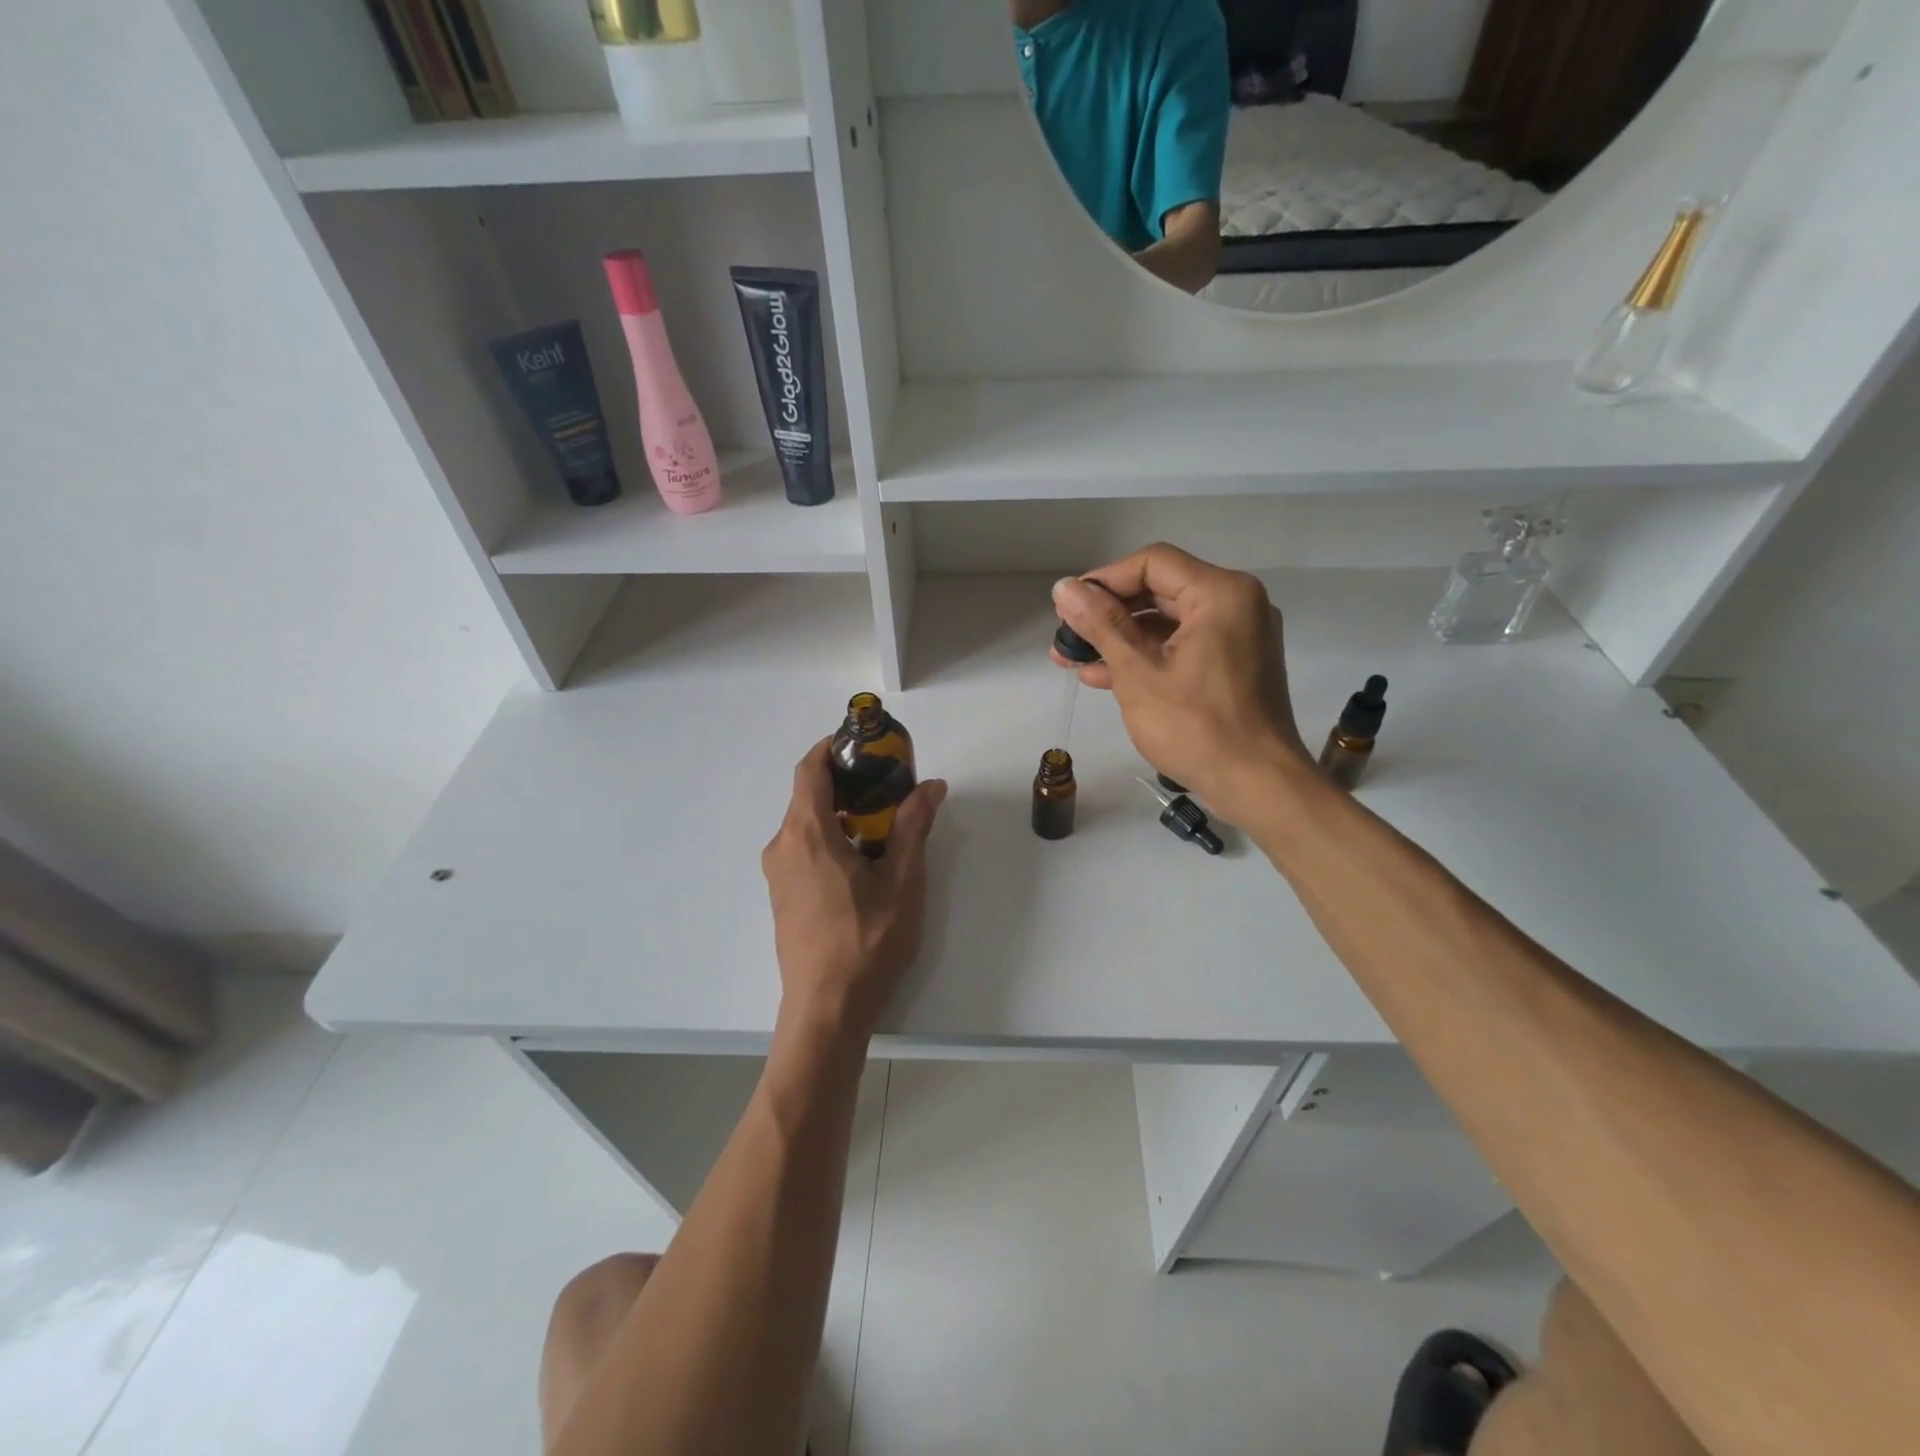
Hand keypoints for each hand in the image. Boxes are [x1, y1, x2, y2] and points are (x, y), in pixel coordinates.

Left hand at [761, 740, 947, 1042]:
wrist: (825, 1010)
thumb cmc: (865, 942)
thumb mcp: (901, 882)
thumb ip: (913, 827)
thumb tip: (930, 786)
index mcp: (807, 834)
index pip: (809, 769)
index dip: (833, 747)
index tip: (865, 743)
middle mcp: (783, 846)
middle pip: (808, 794)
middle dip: (846, 780)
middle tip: (889, 783)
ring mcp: (778, 874)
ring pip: (806, 823)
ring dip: (840, 811)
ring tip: (883, 821)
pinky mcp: (782, 895)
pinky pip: (802, 848)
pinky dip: (830, 836)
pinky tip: (862, 858)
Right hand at [1050, 544, 1308, 813]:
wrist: (1257, 785)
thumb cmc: (1196, 726)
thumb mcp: (1138, 672)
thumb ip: (1101, 625)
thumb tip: (1064, 587)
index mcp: (1221, 594)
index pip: (1152, 564)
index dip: (1104, 580)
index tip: (1067, 605)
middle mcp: (1236, 605)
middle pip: (1160, 591)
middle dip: (1108, 614)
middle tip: (1066, 633)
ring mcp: (1238, 637)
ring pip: (1168, 623)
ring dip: (1120, 639)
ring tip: (1071, 658)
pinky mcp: (1233, 667)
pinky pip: (1182, 648)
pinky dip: (1146, 658)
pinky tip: (1103, 676)